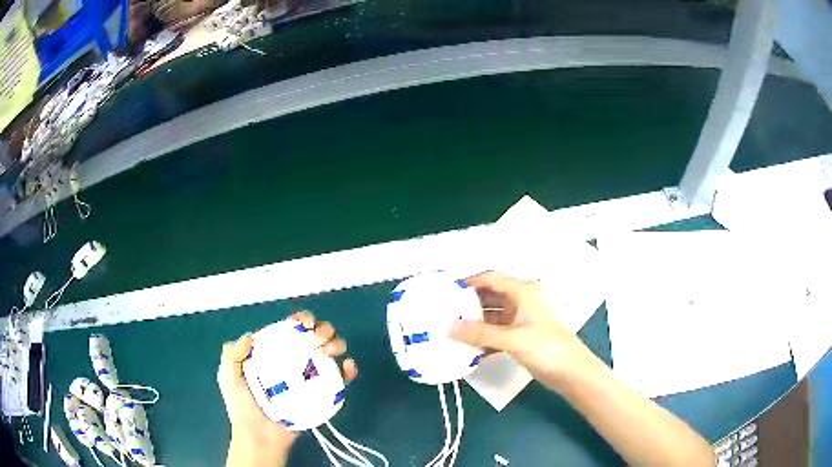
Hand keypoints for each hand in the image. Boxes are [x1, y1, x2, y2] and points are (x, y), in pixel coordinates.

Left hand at [219, 311, 357, 466]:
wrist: (260, 437)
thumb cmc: (243, 407)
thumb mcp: (228, 377)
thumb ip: (232, 355)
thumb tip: (249, 337)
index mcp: (274, 352)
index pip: (290, 329)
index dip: (301, 320)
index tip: (305, 324)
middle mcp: (293, 361)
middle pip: (314, 337)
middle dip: (323, 330)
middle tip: (320, 340)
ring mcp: (309, 378)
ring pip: (329, 353)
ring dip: (337, 344)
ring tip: (332, 351)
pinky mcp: (322, 395)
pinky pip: (339, 380)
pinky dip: (348, 370)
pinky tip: (348, 367)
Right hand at [449, 272, 590, 387]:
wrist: (572, 372)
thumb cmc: (547, 348)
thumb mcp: (513, 339)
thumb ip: (481, 333)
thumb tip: (449, 328)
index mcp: (522, 293)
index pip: (492, 279)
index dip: (470, 281)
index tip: (447, 290)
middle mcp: (520, 303)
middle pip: (490, 296)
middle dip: (469, 303)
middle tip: (444, 312)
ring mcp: (520, 322)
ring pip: (491, 316)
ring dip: (474, 322)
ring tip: (450, 330)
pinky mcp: (519, 339)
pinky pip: (495, 333)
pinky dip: (482, 338)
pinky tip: (467, 347)